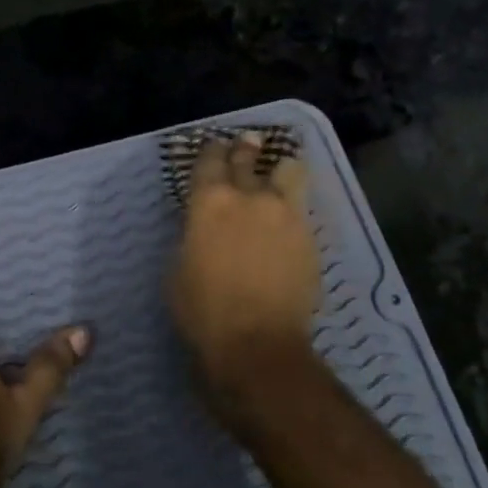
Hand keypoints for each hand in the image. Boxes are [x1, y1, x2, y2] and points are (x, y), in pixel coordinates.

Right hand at [168, 132, 320, 391]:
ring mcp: (285, 215)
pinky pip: (300, 210)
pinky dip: (292, 209)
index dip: (212, 151)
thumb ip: (193, 237)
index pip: (210, 160)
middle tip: (247, 142)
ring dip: (280, 170)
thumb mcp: (178, 270)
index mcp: (209, 202)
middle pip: (248, 158)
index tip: (214, 147)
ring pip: (288, 173)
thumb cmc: (203, 312)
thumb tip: (203, 228)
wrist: (258, 344)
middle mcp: (249, 197)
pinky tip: (287, 220)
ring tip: (280, 173)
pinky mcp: (309, 238)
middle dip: (245, 149)